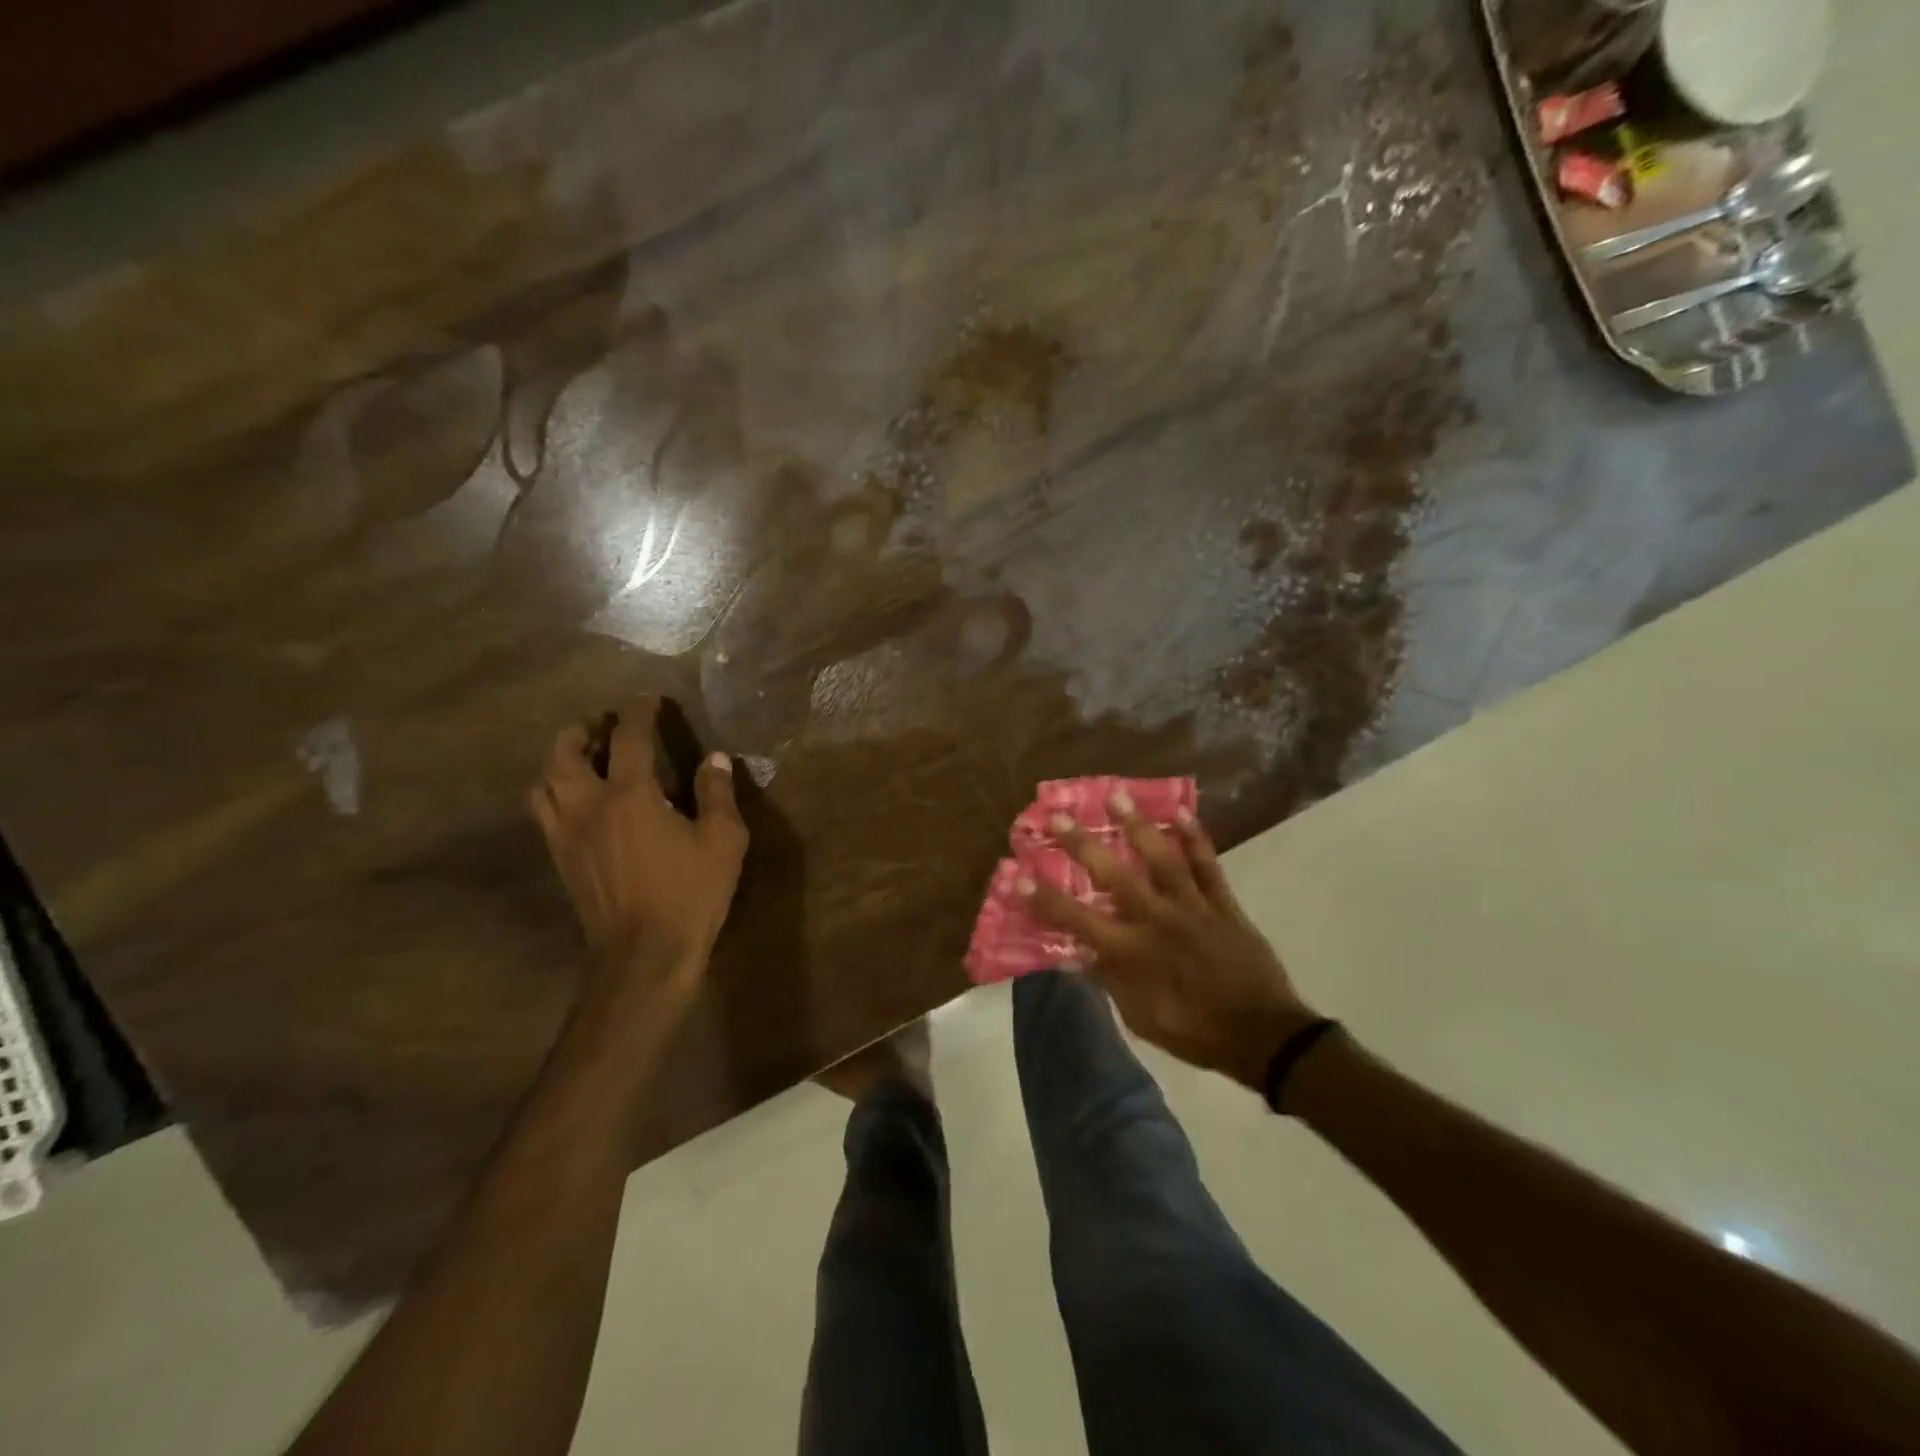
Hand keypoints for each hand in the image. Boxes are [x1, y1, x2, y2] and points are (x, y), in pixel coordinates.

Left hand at [529, 697, 747, 1013]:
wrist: (643, 956)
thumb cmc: (689, 894)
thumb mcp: (722, 841)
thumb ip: (717, 794)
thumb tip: (715, 759)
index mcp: (630, 796)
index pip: (628, 738)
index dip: (638, 712)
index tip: (648, 699)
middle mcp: (588, 806)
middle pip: (564, 754)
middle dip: (581, 731)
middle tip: (601, 726)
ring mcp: (566, 835)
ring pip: (544, 783)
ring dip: (559, 761)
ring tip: (582, 759)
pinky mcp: (560, 860)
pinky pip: (544, 813)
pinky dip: (555, 793)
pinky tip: (578, 802)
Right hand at [1027, 793, 1319, 1092]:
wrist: (1263, 1035)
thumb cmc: (1195, 1031)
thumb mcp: (1141, 1018)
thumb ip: (1111, 979)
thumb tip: (1081, 950)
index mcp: (1132, 953)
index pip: (1077, 920)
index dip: (1046, 898)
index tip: (1019, 874)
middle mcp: (1157, 920)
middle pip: (1114, 875)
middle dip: (1081, 844)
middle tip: (1057, 816)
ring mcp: (1192, 907)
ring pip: (1161, 858)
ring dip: (1137, 825)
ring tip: (1116, 794)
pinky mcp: (1223, 903)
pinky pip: (1207, 865)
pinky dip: (1195, 838)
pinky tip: (1181, 812)